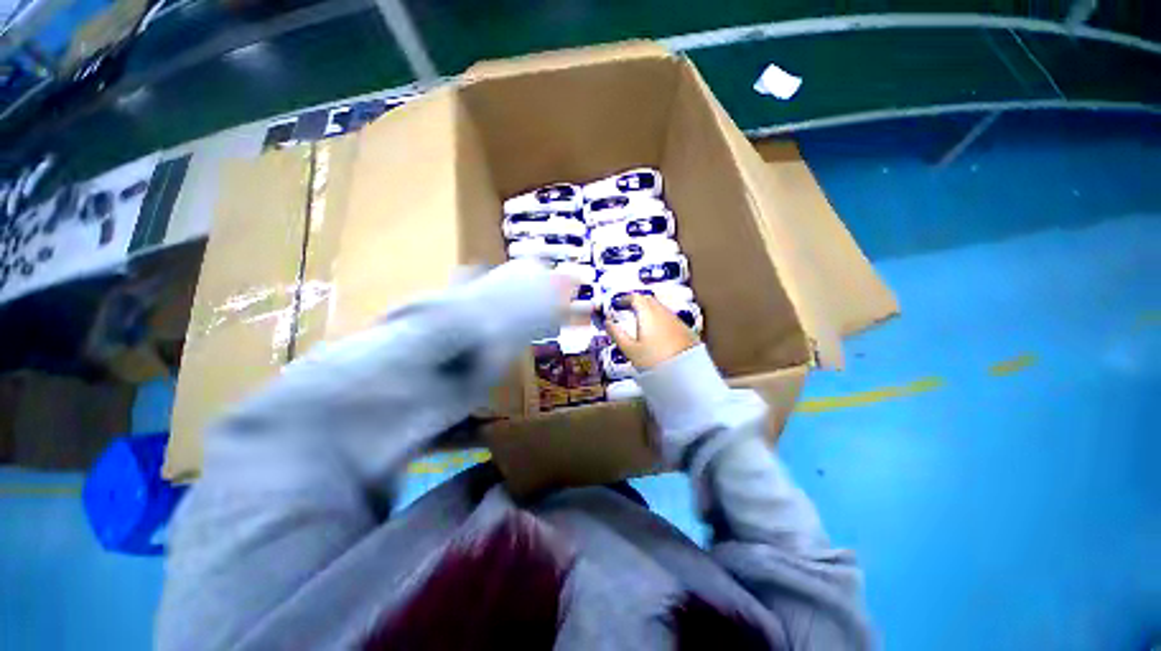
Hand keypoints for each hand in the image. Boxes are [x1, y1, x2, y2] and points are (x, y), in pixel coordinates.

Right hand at [605, 293, 699, 369]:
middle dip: (637, 302)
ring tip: (640, 320)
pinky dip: (659, 318)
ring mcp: (675, 319)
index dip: (625, 298)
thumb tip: (608, 323)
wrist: (687, 372)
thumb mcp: (630, 350)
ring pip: (659, 308)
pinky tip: (656, 331)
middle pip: (648, 300)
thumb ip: (617, 334)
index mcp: (648, 314)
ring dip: (649, 309)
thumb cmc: (655, 360)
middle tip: (627, 309)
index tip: (618, 303)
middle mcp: (663, 312)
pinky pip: (668, 317)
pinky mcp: (684, 328)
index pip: (635, 297)